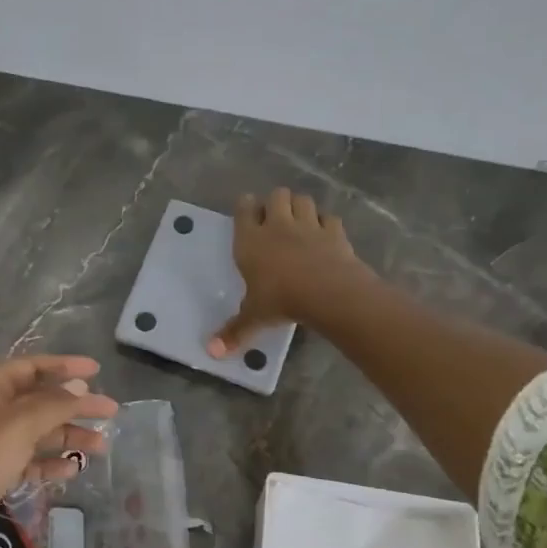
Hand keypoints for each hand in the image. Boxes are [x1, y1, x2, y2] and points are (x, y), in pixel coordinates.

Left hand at [0, 355, 118, 547]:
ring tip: (101, 447)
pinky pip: (29, 460)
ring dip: (68, 436)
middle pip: (38, 400)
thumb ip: (54, 403)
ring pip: (37, 432)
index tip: (97, 371)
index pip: (30, 367)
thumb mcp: (19, 424)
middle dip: (73, 406)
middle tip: (109, 412)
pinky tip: (72, 469)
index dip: (64, 366)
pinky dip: (50, 462)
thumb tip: (80, 386)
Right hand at [209, 187, 367, 356]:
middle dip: (275, 202)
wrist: (328, 293)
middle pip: (276, 195)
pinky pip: (329, 217)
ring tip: (298, 220)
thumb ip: (234, 331)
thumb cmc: (281, 300)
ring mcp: (309, 225)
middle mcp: (278, 225)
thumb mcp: (254, 317)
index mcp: (251, 240)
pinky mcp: (335, 232)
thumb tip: (210, 352)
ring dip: (299, 206)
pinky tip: (324, 233)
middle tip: (275, 218)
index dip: (245, 206)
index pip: (244, 209)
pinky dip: (326, 222)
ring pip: (302, 199)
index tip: (246, 210)